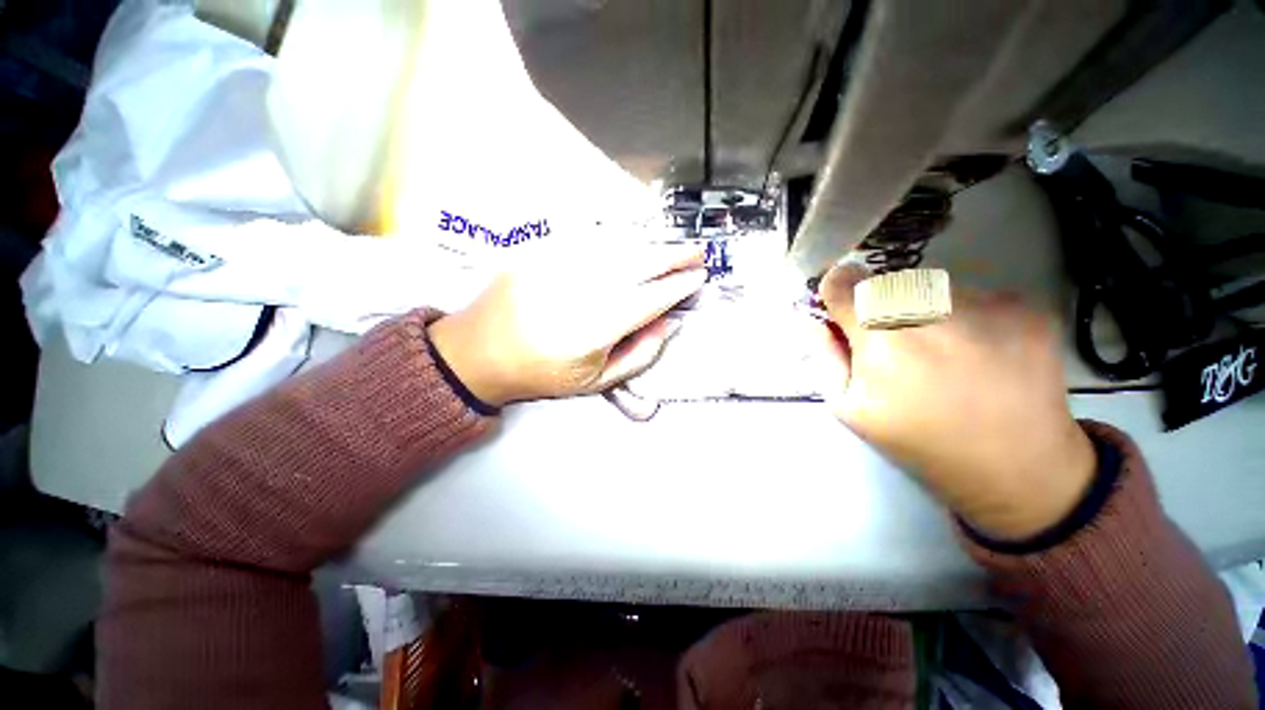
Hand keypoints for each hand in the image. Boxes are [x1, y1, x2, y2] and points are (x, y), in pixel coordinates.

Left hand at [428, 242, 705, 405]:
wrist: (479, 352)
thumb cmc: (542, 372)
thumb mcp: (596, 381)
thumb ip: (639, 354)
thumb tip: (668, 324)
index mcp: (593, 330)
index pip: (650, 299)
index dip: (678, 286)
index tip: (699, 278)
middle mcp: (578, 291)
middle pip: (638, 264)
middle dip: (673, 255)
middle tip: (696, 252)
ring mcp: (556, 266)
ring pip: (617, 246)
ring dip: (650, 244)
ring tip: (671, 248)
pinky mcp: (540, 251)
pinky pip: (588, 239)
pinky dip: (618, 239)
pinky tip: (632, 244)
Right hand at [818, 265, 1096, 540]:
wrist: (1016, 466)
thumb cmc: (918, 439)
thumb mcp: (849, 408)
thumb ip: (825, 356)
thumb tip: (816, 320)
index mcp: (882, 339)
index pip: (844, 282)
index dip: (838, 291)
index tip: (842, 306)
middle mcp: (933, 310)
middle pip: (886, 282)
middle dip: (878, 305)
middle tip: (895, 344)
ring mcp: (987, 305)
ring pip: (932, 286)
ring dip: (923, 309)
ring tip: (942, 353)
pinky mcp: (1026, 308)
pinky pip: (976, 296)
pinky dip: (966, 316)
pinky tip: (978, 353)